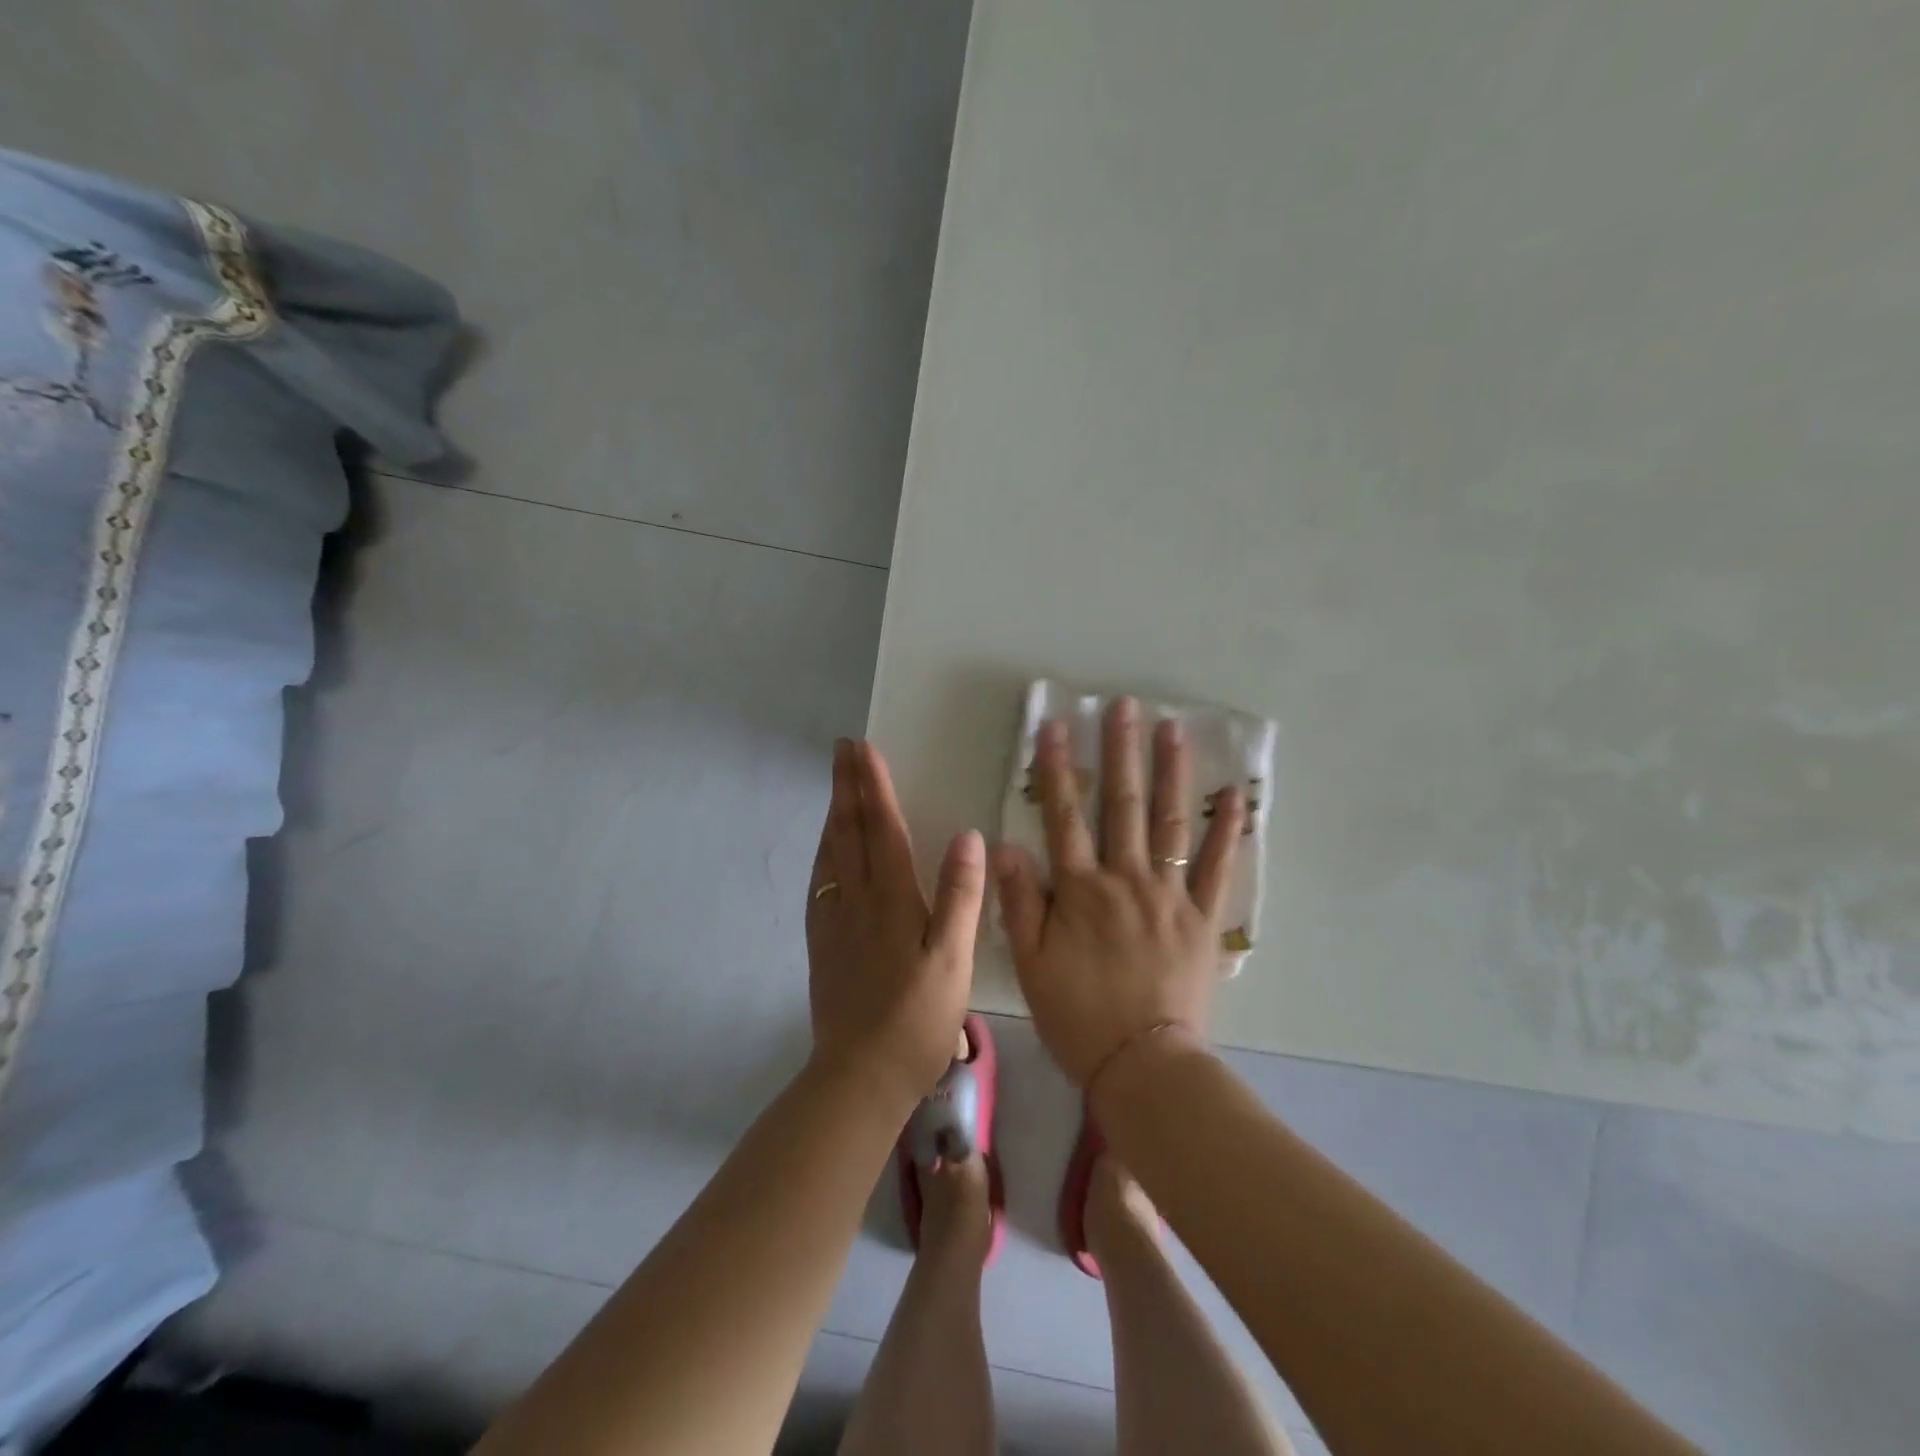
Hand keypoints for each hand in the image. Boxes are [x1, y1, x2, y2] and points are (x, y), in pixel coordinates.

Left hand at [806, 739, 985, 1103]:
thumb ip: (960, 897)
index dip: (873, 786)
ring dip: (833, 813)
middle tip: (841, 749)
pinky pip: (820, 884)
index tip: (863, 748)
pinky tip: (825, 853)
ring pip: (830, 854)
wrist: (860, 1076)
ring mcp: (834, 923)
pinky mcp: (823, 945)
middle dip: (846, 786)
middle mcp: (857, 901)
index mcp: (892, 900)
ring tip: (835, 786)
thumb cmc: (917, 1019)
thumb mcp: (953, 959)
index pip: (881, 829)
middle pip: (849, 832)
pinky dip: (823, 854)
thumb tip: (967, 836)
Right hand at [992, 698, 1242, 1087]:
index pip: (1064, 815)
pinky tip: (1235, 794)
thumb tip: (1004, 844)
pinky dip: (1227, 830)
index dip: (1057, 769)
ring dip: (1171, 772)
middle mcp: (1126, 879)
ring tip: (1173, 729)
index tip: (1056, 726)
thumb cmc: (1077, 1016)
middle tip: (1125, 706)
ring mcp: (1170, 895)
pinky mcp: (1202, 918)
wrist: (1143, 1065)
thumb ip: (1018, 901)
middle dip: (1121, 752)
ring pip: (1170, 822)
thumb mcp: (1029, 963)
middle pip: (1123, 805)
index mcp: (1080, 890)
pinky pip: (1217, 867)